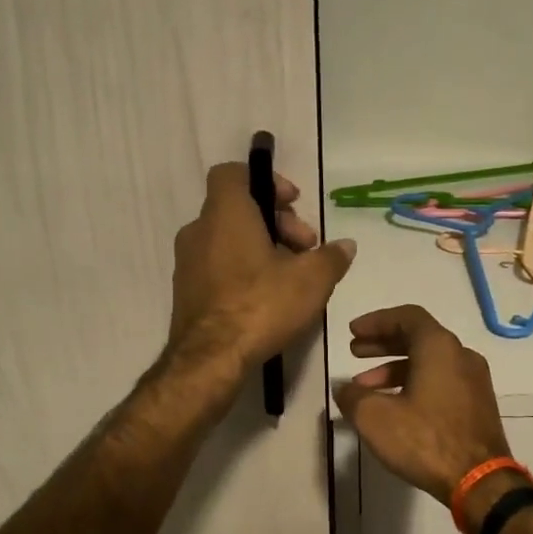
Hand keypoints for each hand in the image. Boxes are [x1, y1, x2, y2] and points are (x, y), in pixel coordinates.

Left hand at [168, 162, 356, 372]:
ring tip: (291, 277)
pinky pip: (218, 266)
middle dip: (276, 222)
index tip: (294, 204)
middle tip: (305, 249)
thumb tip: (346, 246)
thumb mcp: (311, 281)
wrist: (210, 359)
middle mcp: (199, 231)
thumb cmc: (260, 306)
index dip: (266, 181)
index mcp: (225, 214)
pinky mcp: (186, 292)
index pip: (233, 173)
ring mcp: (187, 263)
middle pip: (238, 209)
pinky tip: (267, 298)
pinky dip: (242, 270)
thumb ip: (331, 257)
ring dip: (261, 248)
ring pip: (228, 240)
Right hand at [335, 305, 516, 512]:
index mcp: (440, 347)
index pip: (407, 317)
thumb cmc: (425, 440)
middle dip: (383, 344)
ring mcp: (474, 381)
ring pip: (429, 363)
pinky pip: (441, 382)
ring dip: (395, 369)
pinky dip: (415, 384)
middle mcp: (461, 356)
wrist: (479, 481)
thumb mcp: (374, 417)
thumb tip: (345, 388)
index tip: (353, 332)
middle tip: (355, 352)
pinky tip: (394, 407)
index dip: (376, 321)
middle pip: (418, 338)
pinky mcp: (477, 405)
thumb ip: (353, 396)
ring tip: (366, 389)